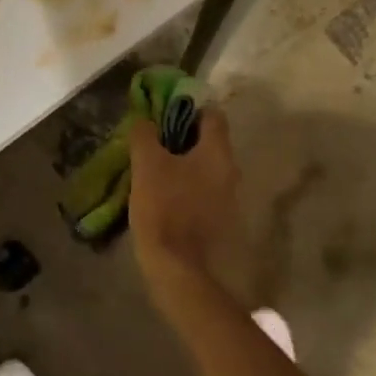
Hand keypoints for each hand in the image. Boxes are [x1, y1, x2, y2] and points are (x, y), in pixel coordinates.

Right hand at [129, 105, 241, 280]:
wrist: (177, 266)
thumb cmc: (164, 206)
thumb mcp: (147, 164)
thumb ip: (145, 135)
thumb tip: (145, 120)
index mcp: (218, 152)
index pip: (212, 115)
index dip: (189, 109)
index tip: (165, 113)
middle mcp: (231, 171)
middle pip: (209, 142)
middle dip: (183, 138)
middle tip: (155, 141)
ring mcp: (228, 197)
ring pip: (206, 168)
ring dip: (184, 164)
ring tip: (155, 168)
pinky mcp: (220, 219)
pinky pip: (204, 190)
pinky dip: (187, 186)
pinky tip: (165, 194)